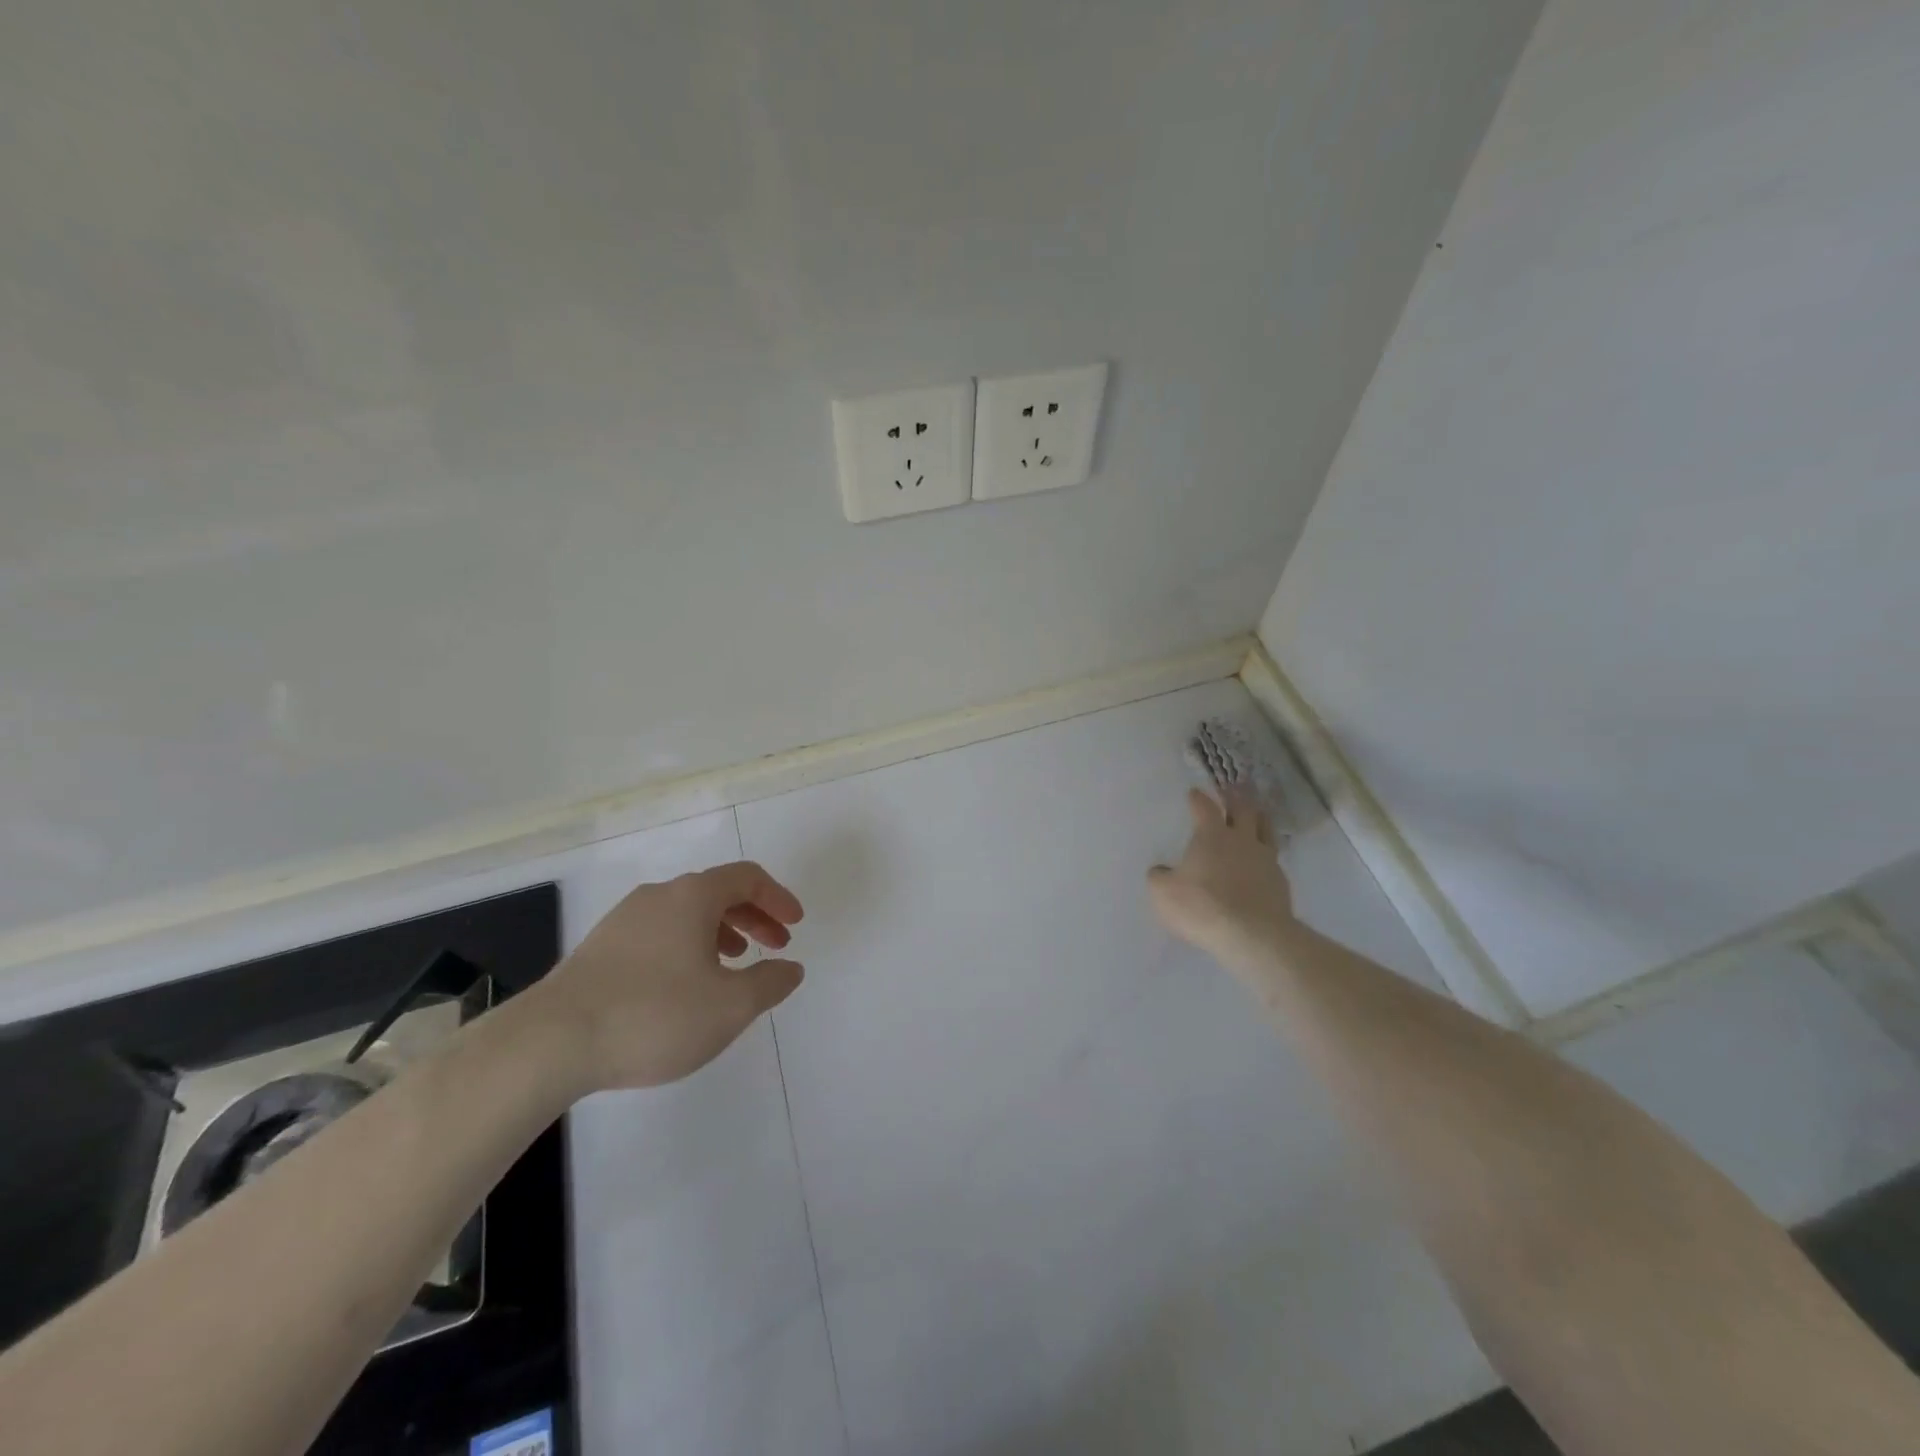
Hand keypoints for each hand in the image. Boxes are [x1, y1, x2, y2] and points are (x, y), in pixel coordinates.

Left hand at [531, 861, 805, 1092]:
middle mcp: (659, 896)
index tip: (795, 925)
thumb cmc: (654, 1015)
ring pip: (686, 914)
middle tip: (775, 946)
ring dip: (720, 932)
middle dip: (754, 917)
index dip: (778, 898)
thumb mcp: (730, 1006)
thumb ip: (770, 983)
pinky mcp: (599, 948)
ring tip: (733, 966)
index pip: (748, 878)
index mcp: (693, 896)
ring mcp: (623, 920)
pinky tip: (684, 984)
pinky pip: (659, 933)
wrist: (550, 1042)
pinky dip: (687, 946)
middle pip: (717, 892)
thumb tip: (791, 968)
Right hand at [1148, 787, 1295, 973]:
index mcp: (1211, 835)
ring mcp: (1265, 860)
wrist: (1253, 935)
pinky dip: (1266, 855)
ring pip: (1266, 829)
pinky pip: (1273, 859)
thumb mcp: (1163, 893)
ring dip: (1259, 818)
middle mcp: (1241, 840)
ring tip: (1257, 814)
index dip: (1198, 799)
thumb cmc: (1202, 906)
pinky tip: (1263, 861)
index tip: (1194, 793)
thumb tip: (1161, 871)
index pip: (1205, 807)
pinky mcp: (1281, 882)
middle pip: (1243, 810)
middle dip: (1236, 798)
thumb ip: (1160, 877)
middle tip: (1234, 789)